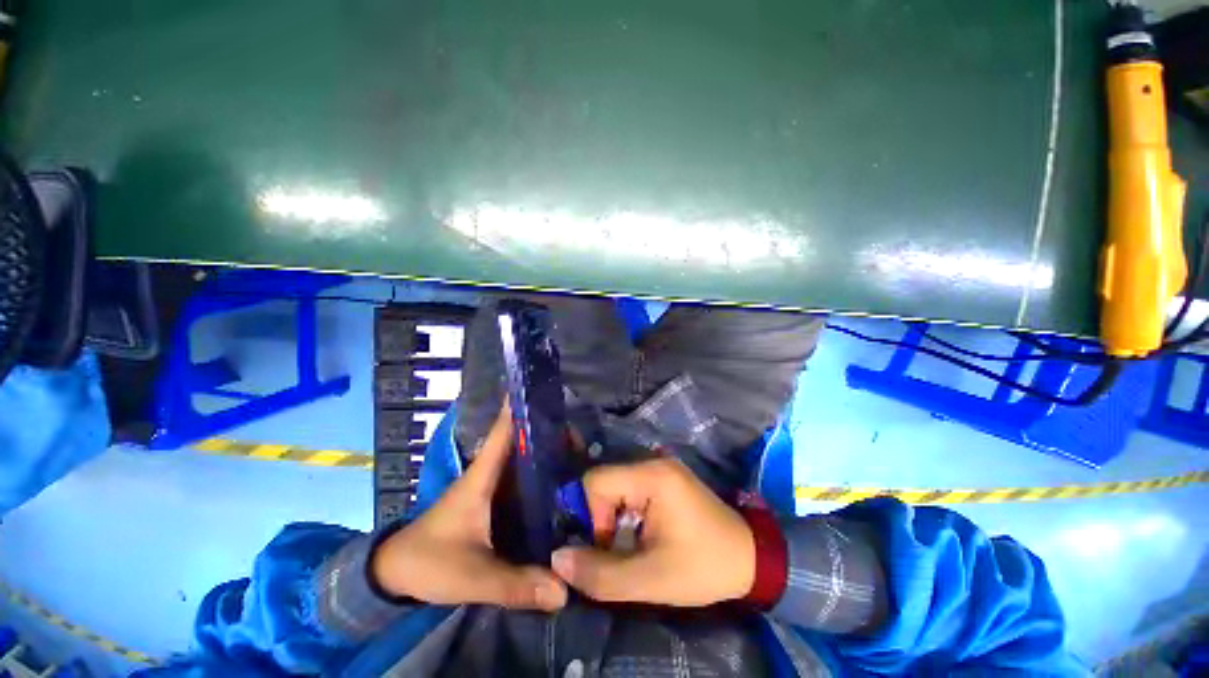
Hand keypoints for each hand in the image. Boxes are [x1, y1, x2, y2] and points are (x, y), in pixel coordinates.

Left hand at [372, 404, 567, 610]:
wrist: (397, 573)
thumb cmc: (429, 562)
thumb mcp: (472, 576)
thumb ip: (516, 584)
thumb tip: (564, 591)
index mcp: (482, 477)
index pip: (503, 433)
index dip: (520, 408)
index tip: (542, 390)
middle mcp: (490, 474)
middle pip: (522, 442)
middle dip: (549, 433)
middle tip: (581, 435)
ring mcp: (492, 487)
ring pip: (524, 461)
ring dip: (547, 453)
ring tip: (579, 455)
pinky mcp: (494, 501)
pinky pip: (522, 480)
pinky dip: (541, 475)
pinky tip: (560, 484)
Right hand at [551, 458, 754, 606]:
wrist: (750, 559)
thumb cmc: (702, 566)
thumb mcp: (650, 579)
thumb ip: (600, 573)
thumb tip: (557, 559)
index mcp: (651, 475)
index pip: (595, 481)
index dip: (590, 516)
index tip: (606, 549)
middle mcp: (652, 462)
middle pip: (604, 483)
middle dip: (600, 520)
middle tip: (617, 552)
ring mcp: (659, 467)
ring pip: (614, 487)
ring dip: (612, 519)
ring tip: (628, 546)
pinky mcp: (664, 479)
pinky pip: (628, 490)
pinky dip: (624, 514)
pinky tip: (638, 535)